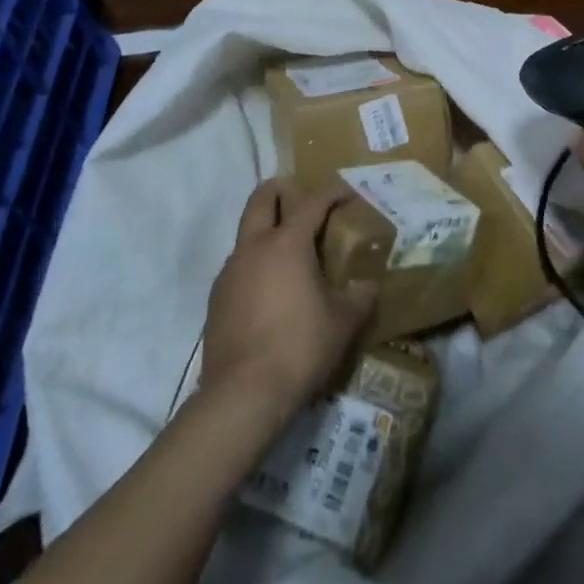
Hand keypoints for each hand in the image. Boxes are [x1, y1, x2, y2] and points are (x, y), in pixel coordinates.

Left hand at [200, 180, 378, 425]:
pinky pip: (237, 267)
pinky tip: (270, 292)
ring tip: (289, 253)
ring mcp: (229, 272)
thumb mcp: (343, 323)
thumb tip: (367, 285)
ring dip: (265, 230)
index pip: (312, 202)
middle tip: (299, 196)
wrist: (243, 394)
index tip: (347, 193)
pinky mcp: (216, 299)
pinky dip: (255, 264)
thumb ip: (359, 297)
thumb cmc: (300, 347)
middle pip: (261, 198)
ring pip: (246, 233)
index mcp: (287, 243)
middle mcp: (253, 247)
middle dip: (281, 189)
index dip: (332, 192)